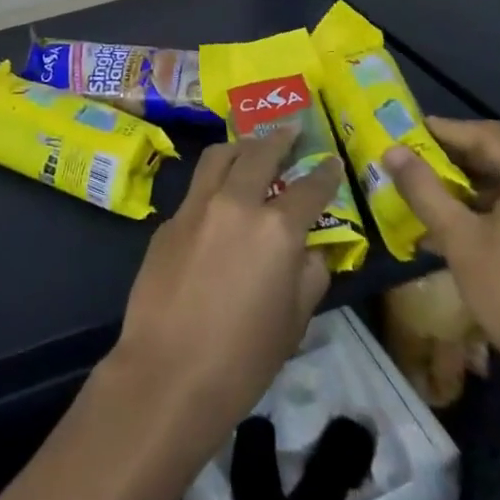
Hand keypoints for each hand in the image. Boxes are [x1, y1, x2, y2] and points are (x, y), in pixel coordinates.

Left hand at [110, 126, 340, 458]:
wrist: (169, 371)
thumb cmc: (243, 358)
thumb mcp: (294, 321)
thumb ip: (309, 274)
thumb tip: (310, 248)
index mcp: (276, 229)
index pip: (309, 188)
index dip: (324, 174)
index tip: (331, 162)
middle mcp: (236, 203)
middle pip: (259, 154)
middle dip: (280, 138)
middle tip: (292, 128)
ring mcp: (196, 206)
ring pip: (220, 157)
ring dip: (241, 146)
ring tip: (253, 145)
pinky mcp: (168, 219)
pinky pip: (197, 188)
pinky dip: (214, 182)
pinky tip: (219, 197)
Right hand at [382, 118, 499, 414]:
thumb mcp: (460, 241)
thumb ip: (424, 189)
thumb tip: (393, 150)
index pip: (487, 133)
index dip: (446, 130)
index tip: (412, 133)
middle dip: (462, 163)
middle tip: (422, 171)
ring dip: (484, 192)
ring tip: (446, 209)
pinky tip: (485, 241)